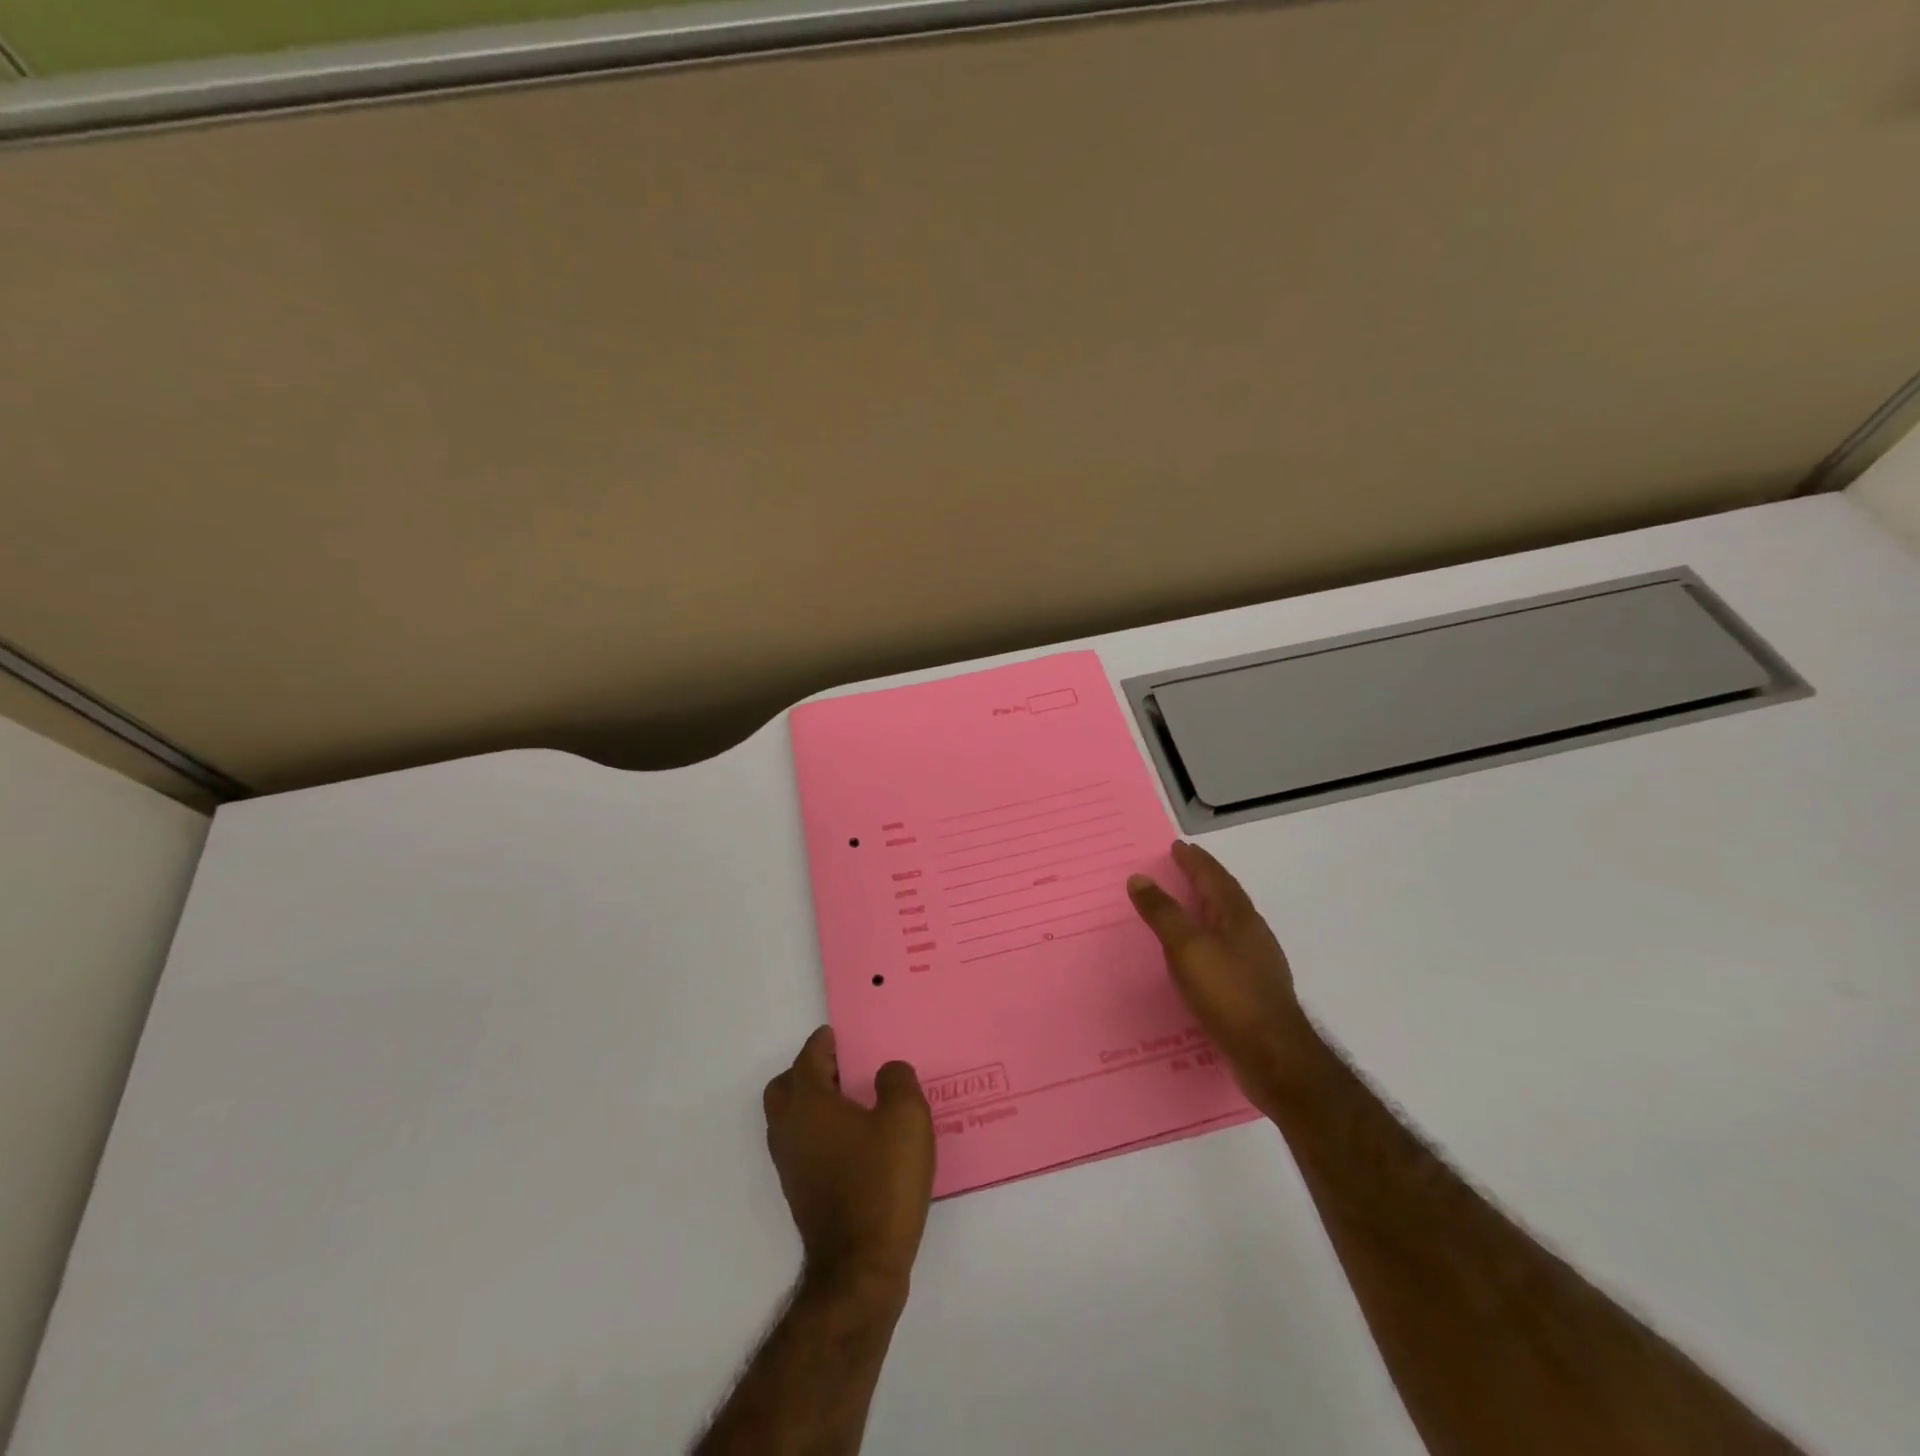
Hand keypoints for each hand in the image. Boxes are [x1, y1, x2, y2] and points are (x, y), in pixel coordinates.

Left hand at [762, 1027, 934, 1296]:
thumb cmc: (882, 1182)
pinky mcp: (800, 1193)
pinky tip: (854, 1140)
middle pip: (785, 1087)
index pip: (808, 1058)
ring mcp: (790, 1166)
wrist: (860, 1268)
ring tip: (852, 1102)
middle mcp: (789, 1130)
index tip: (838, 1035)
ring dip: (811, 1102)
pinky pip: (801, 1145)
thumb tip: (885, 1073)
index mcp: (808, 1103)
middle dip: (808, 1071)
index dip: (823, 1042)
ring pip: (789, 1118)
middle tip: (842, 1067)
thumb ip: (896, 1081)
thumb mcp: (906, 1117)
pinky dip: (818, 1131)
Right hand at [1128, 841, 1318, 1110]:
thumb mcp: (1186, 948)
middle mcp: (1252, 933)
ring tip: (1186, 907)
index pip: (1214, 877)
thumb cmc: (1228, 993)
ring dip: (1207, 909)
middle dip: (1203, 880)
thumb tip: (1140, 878)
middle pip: (1226, 897)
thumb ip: (1163, 912)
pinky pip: (1227, 950)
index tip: (1178, 847)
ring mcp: (1257, 962)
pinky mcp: (1254, 989)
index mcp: (1238, 917)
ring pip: (1228, 924)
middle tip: (1181, 869)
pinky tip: (1198, 956)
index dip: (1195, 861)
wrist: (1272, 1055)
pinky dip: (1209, 940)